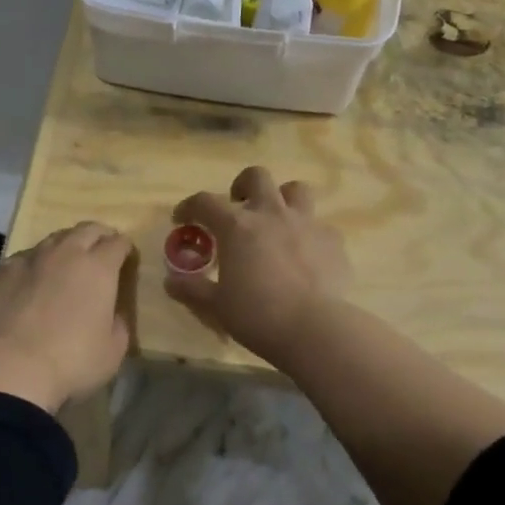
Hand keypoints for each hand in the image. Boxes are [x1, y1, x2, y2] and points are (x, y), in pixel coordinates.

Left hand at [0, 222, 135, 413]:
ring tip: (65, 264)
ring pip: (52, 240)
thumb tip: (112, 313)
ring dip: (65, 247)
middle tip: (101, 251)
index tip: (126, 258)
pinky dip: (33, 265)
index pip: (118, 243)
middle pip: (87, 230)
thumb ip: (118, 324)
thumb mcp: (112, 351)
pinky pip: (22, 259)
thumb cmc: (70, 362)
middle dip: (98, 236)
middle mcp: (65, 253)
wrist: (6, 370)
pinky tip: (29, 282)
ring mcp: (28, 259)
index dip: (125, 248)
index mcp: (98, 268)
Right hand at [165, 166, 351, 367]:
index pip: (205, 202)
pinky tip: (307, 256)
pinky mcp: (333, 241)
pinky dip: (310, 235)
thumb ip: (192, 289)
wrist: (313, 328)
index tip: (182, 219)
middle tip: (238, 207)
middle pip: (256, 177)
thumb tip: (170, 282)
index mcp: (237, 226)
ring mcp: (306, 223)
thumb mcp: (216, 306)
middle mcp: (271, 214)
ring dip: (284, 199)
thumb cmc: (257, 315)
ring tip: (277, 220)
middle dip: (243, 186)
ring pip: (297, 190)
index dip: (190, 207)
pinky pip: (321, 227)